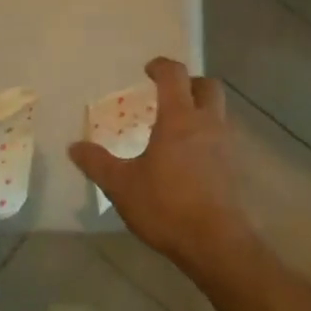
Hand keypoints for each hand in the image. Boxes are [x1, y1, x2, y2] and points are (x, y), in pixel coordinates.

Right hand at [69, 58, 252, 275]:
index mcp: (179, 118)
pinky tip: (191, 160)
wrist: (216, 244)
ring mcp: (227, 146)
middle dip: (190, 83)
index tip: (148, 70)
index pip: (174, 75)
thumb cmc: (166, 206)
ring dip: (202, 111)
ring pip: (220, 113)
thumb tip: (73, 147)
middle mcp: (207, 124)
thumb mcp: (121, 186)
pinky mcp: (236, 169)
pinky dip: (209, 138)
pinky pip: (223, 139)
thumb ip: (97, 163)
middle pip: (208, 86)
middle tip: (170, 95)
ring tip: (178, 130)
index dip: (161, 66)